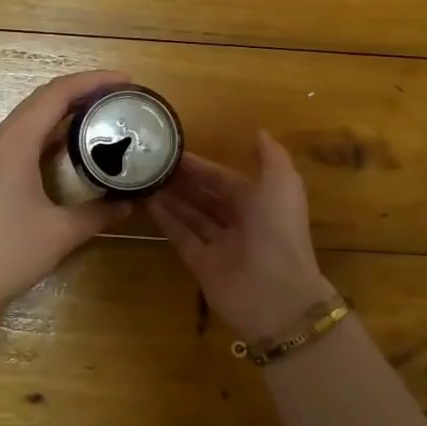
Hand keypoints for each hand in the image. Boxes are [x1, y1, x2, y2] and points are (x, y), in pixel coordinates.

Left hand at [0, 69, 133, 311]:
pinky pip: (20, 135)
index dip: (93, 81)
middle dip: (81, 89)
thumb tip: (130, 202)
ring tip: (99, 111)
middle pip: (42, 98)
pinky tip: (69, 142)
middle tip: (118, 94)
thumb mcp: (62, 232)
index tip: (125, 80)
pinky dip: (47, 129)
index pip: (57, 94)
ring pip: (29, 115)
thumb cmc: (10, 253)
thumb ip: (100, 213)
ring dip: (63, 108)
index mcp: (16, 143)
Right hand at [151, 131, 338, 342]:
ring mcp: (220, 245)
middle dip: (183, 181)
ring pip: (192, 216)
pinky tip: (147, 203)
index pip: (225, 179)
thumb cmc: (278, 229)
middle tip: (152, 163)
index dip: (202, 167)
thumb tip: (257, 132)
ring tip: (144, 178)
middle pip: (207, 197)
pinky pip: (182, 237)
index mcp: (259, 201)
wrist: (277, 293)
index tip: (173, 151)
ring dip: (171, 198)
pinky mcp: (202, 265)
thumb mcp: (282, 182)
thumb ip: (270, 156)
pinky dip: (166, 221)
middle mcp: (239, 222)